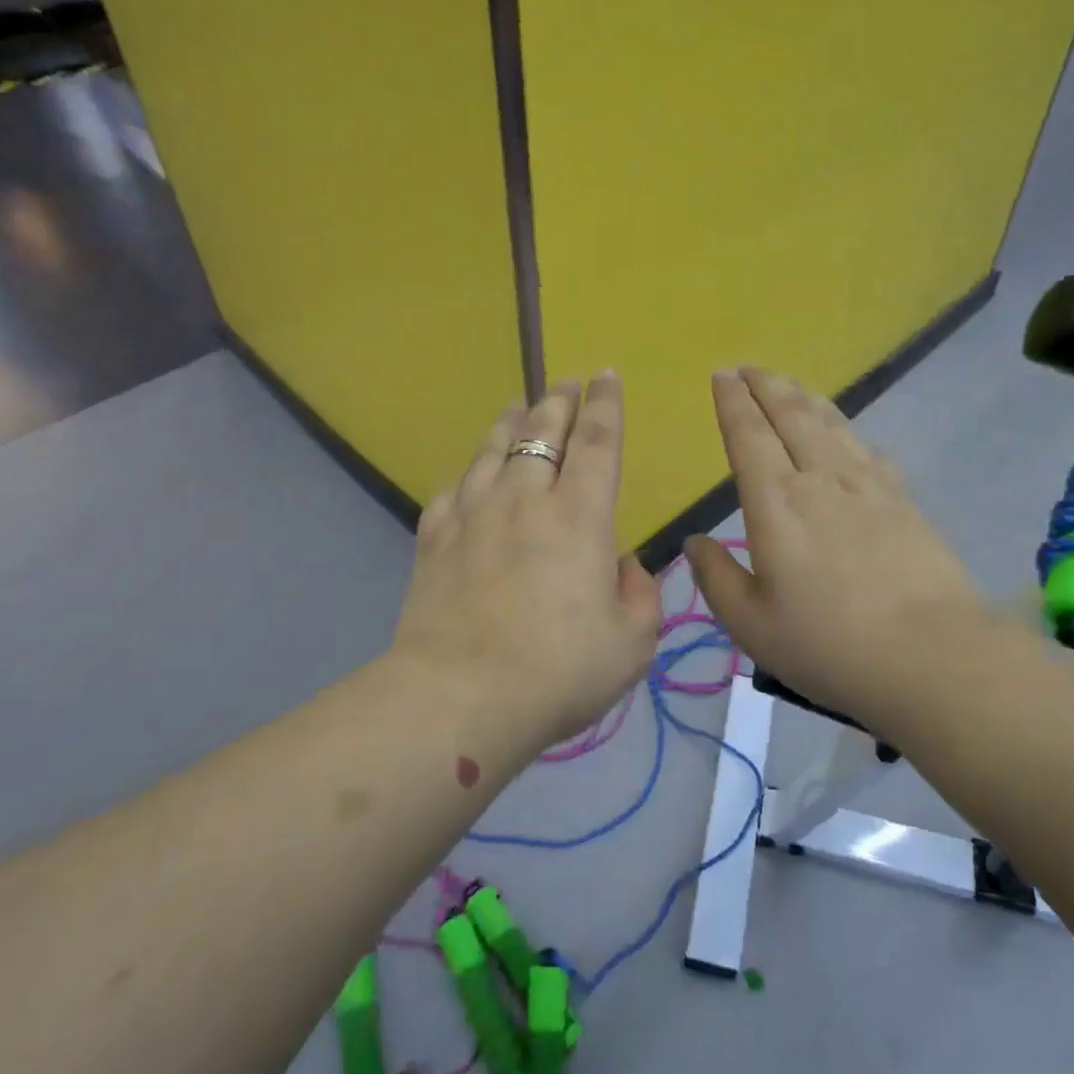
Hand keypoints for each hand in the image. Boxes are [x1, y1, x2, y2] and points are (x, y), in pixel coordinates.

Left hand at [391, 374, 661, 750]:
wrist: (459, 697)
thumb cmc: (558, 672)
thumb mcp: (632, 643)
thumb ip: (639, 594)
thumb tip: (622, 564)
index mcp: (579, 517)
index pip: (597, 442)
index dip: (606, 405)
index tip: (607, 376)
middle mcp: (524, 500)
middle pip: (542, 432)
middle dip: (559, 400)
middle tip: (567, 381)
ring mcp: (472, 515)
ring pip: (493, 450)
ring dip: (510, 422)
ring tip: (518, 405)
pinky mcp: (434, 539)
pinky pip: (453, 491)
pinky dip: (469, 477)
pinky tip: (470, 478)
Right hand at [685, 367, 987, 728]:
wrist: (933, 657)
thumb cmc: (829, 645)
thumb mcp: (751, 624)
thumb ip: (716, 577)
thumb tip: (695, 541)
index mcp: (776, 503)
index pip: (748, 435)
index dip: (732, 402)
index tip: (721, 376)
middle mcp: (819, 479)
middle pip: (791, 415)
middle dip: (766, 385)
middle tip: (748, 367)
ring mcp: (867, 485)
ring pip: (830, 422)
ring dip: (803, 396)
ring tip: (787, 383)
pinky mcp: (903, 499)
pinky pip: (865, 446)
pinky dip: (844, 426)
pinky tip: (842, 430)